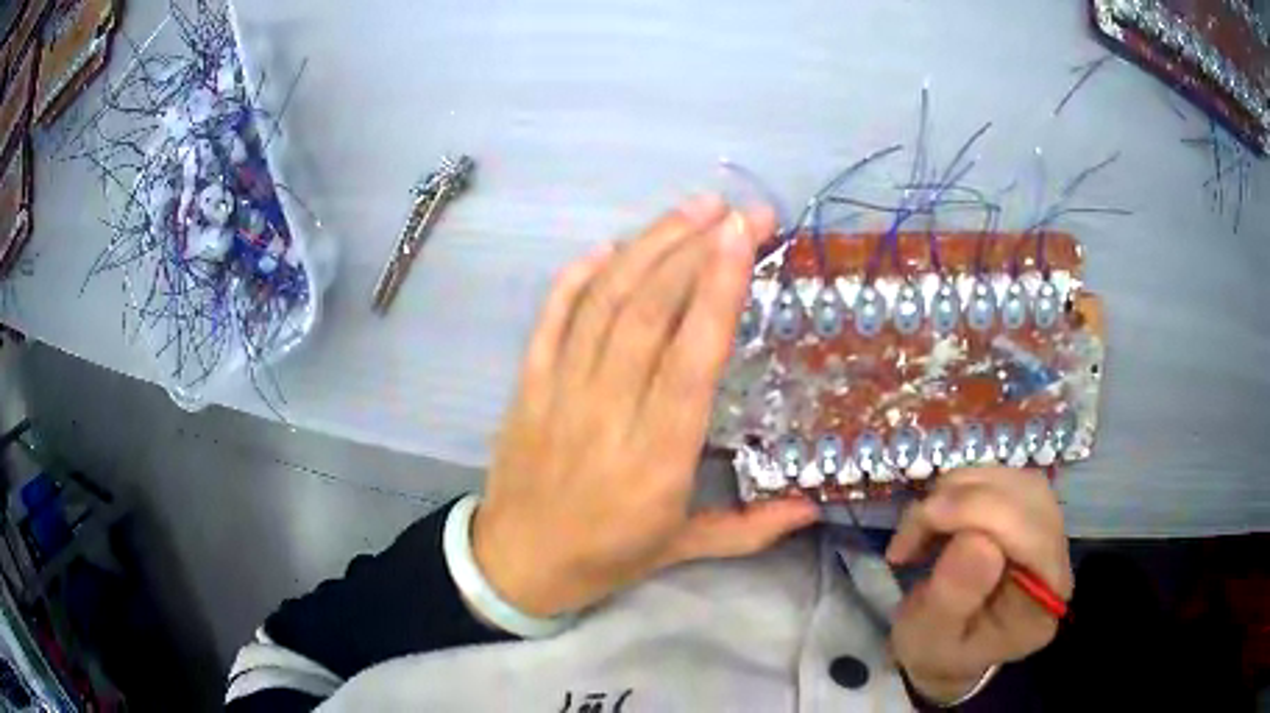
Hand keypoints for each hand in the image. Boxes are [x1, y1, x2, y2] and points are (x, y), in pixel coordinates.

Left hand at [472, 195, 820, 617]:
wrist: (516, 563)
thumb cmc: (605, 557)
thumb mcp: (682, 550)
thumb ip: (752, 528)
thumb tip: (815, 507)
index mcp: (657, 458)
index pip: (692, 358)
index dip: (719, 289)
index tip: (744, 235)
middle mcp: (608, 413)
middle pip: (648, 311)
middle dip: (695, 248)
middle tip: (738, 210)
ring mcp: (560, 392)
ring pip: (603, 302)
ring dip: (648, 246)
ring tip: (692, 210)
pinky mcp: (528, 384)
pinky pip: (551, 317)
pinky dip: (579, 276)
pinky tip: (610, 246)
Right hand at [886, 468, 1072, 703]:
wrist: (943, 651)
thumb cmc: (935, 653)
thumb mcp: (928, 641)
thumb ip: (953, 599)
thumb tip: (977, 539)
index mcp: (1042, 604)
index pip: (1034, 536)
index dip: (983, 513)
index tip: (924, 523)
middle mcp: (1056, 561)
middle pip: (1031, 497)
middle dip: (967, 498)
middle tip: (917, 522)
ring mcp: (1047, 534)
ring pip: (1017, 480)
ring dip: (962, 489)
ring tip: (923, 524)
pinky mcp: (1029, 517)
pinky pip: (1004, 480)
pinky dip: (963, 487)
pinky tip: (938, 516)